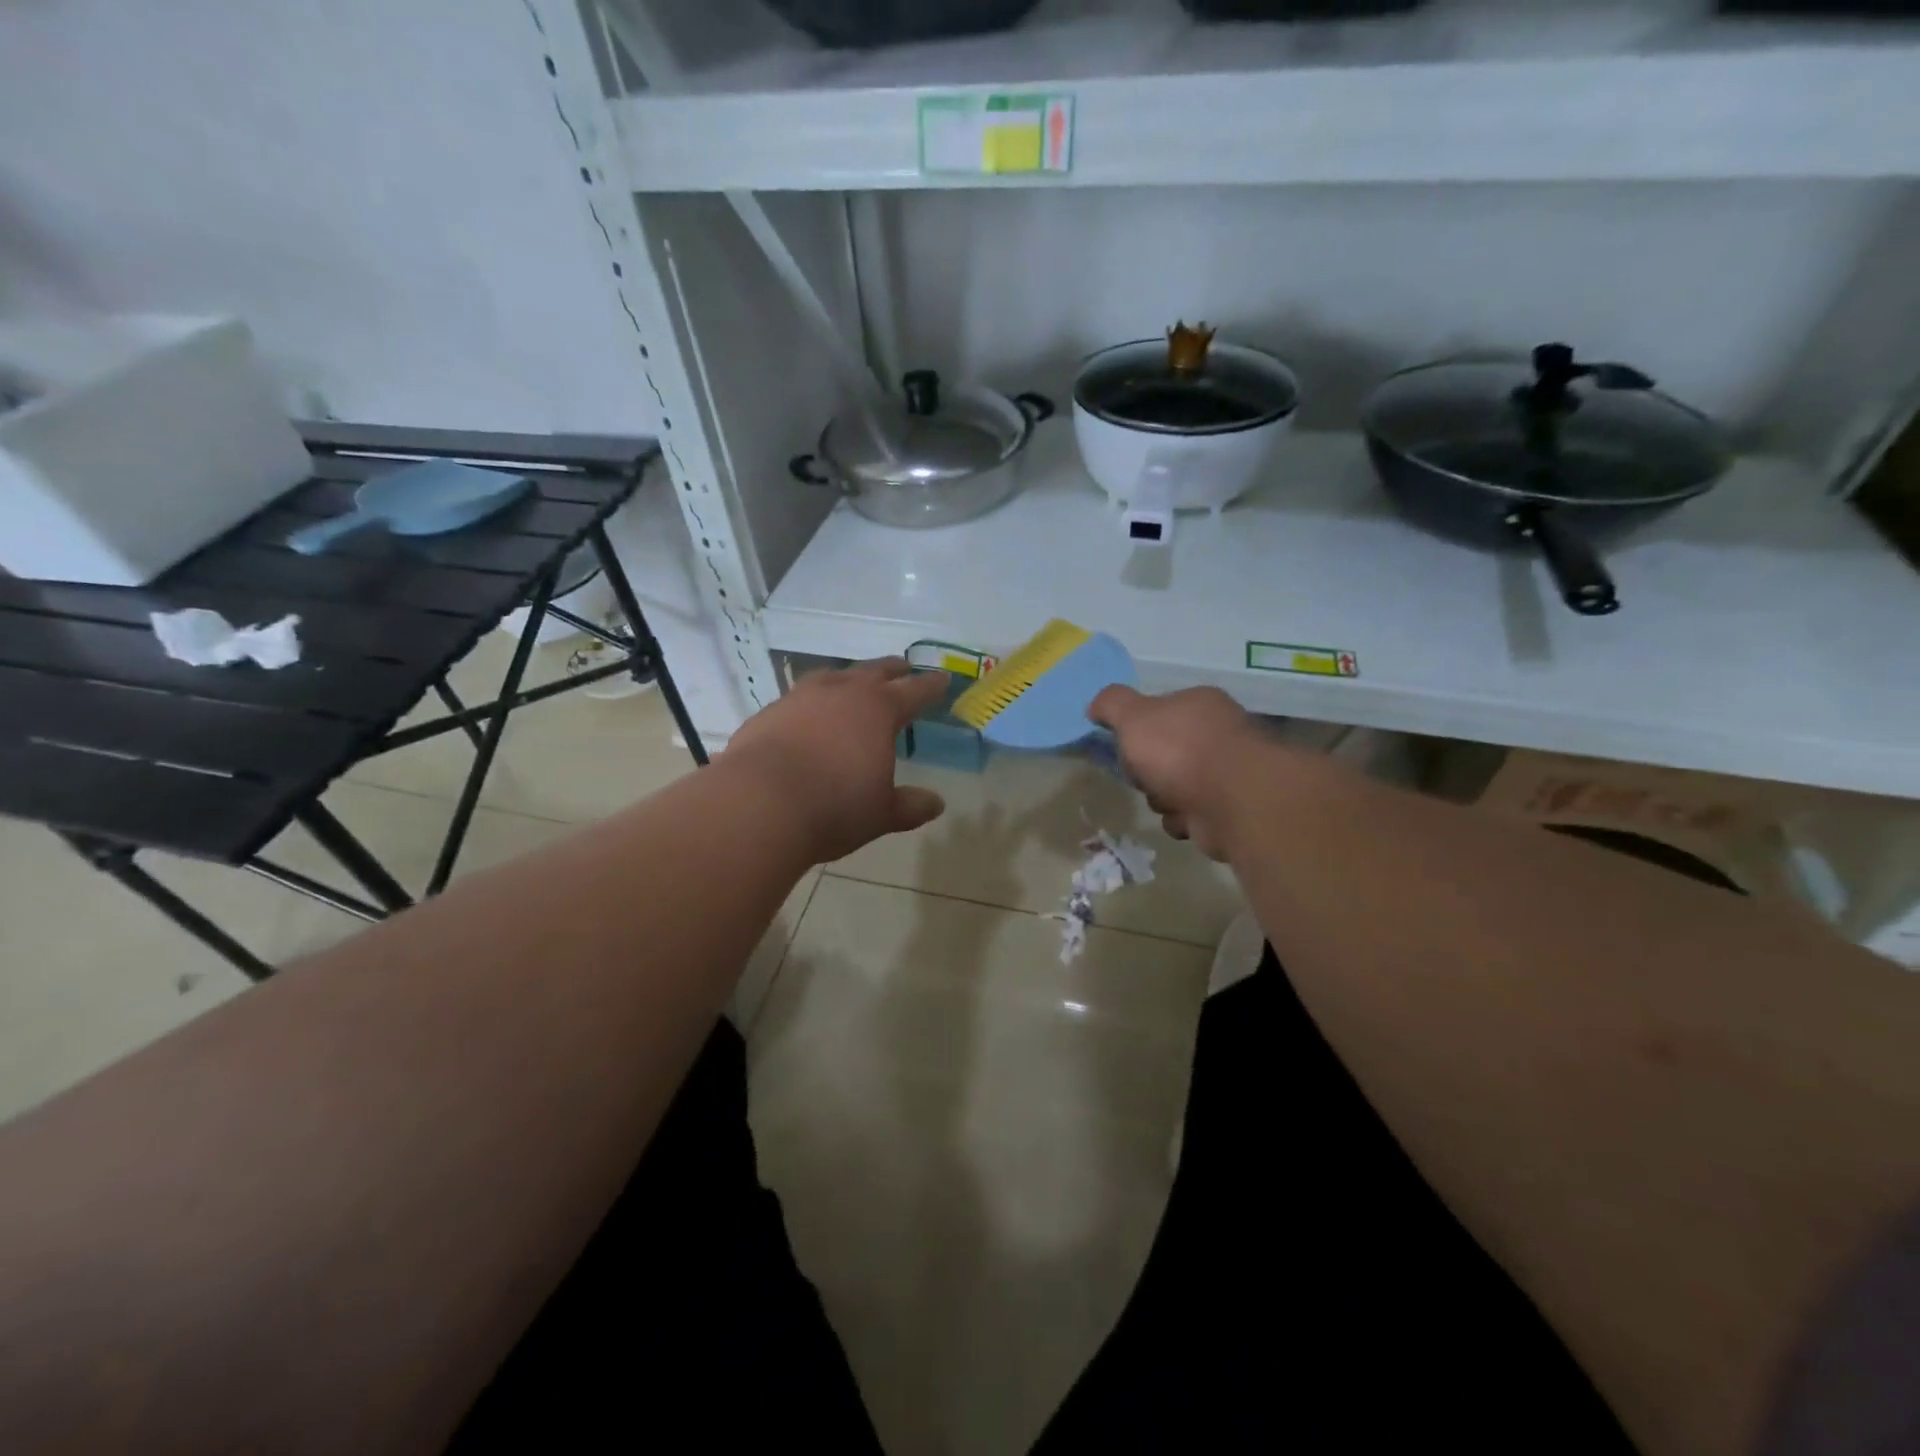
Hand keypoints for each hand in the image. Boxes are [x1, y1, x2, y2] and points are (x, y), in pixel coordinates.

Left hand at [724, 659, 949, 862]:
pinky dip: (812, 701)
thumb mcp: (881, 813)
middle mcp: (841, 692)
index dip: (931, 686)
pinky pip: (799, 698)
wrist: (758, 804)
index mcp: (878, 710)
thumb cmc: (834, 807)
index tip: (943, 679)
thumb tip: (937, 803)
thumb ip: (910, 806)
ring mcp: (800, 698)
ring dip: (848, 677)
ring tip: (853, 682)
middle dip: (892, 670)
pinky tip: (808, 716)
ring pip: (832, 676)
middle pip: (873, 672)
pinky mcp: (768, 713)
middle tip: (903, 668)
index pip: (914, 691)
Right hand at [1088, 685, 1269, 860]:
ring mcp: (1227, 771)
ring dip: (1162, 799)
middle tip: (1143, 776)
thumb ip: (1111, 705)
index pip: (1159, 712)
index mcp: (1198, 704)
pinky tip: (1186, 818)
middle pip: (1163, 753)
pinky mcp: (1230, 808)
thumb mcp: (1133, 716)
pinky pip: (1191, 814)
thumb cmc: (1179, 749)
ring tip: (1168, 800)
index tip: (1126, 746)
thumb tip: (1095, 707)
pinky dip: (1182, 819)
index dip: (1137, 730)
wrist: (1232, 800)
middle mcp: (1218, 733)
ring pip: (1174, 787)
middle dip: (1147, 771)